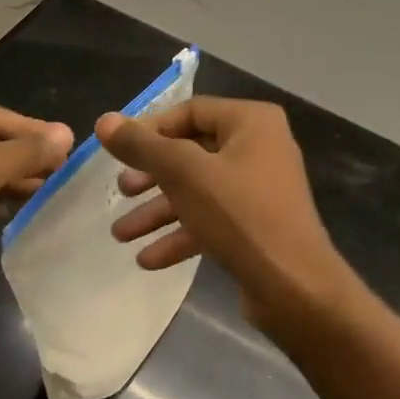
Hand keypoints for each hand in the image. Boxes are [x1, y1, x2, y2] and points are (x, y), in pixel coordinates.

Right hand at [95, 97, 357, 329]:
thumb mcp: (183, 174)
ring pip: (198, 191)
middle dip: (151, 176)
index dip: (149, 130)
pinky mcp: (258, 226)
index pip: (189, 111)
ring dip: (159, 211)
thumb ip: (142, 146)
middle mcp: (260, 147)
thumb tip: (105, 121)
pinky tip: (148, 260)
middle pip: (191, 152)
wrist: (295, 287)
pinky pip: (212, 220)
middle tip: (120, 192)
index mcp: (251, 122)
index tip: (117, 152)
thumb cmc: (239, 215)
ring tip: (121, 234)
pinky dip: (181, 234)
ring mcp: (260, 189)